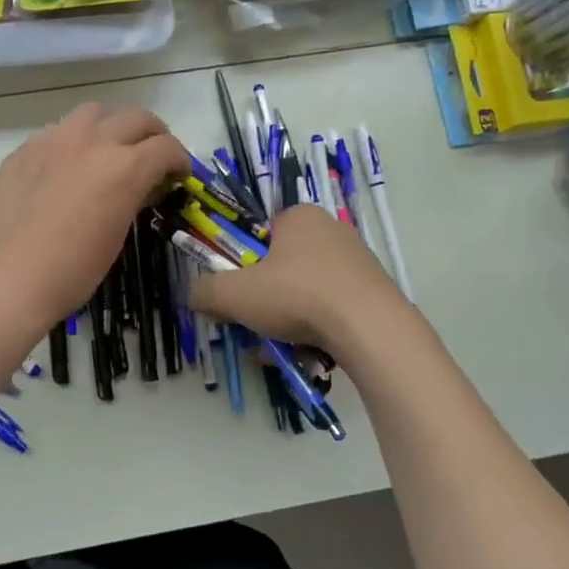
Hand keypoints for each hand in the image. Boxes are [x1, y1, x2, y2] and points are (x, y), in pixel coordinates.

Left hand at [0, 102, 188, 328]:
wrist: (7, 280)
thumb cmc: (72, 271)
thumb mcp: (118, 234)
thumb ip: (132, 197)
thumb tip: (137, 187)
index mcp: (124, 167)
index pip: (166, 147)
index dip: (180, 160)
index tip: (179, 174)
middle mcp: (92, 141)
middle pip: (136, 118)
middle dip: (154, 135)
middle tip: (154, 157)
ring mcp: (53, 140)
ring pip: (94, 112)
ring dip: (111, 126)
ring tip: (109, 150)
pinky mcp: (24, 150)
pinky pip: (57, 132)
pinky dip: (73, 142)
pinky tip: (67, 168)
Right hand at [188, 205, 403, 352]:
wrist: (370, 328)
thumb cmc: (297, 296)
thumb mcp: (235, 294)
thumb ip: (206, 292)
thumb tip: (193, 295)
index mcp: (299, 216)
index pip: (261, 234)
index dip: (245, 264)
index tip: (240, 293)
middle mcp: (332, 229)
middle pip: (283, 265)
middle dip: (266, 298)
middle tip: (256, 325)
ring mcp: (358, 261)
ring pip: (307, 291)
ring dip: (289, 318)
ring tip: (281, 348)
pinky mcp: (375, 291)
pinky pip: (334, 307)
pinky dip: (318, 327)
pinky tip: (310, 352)